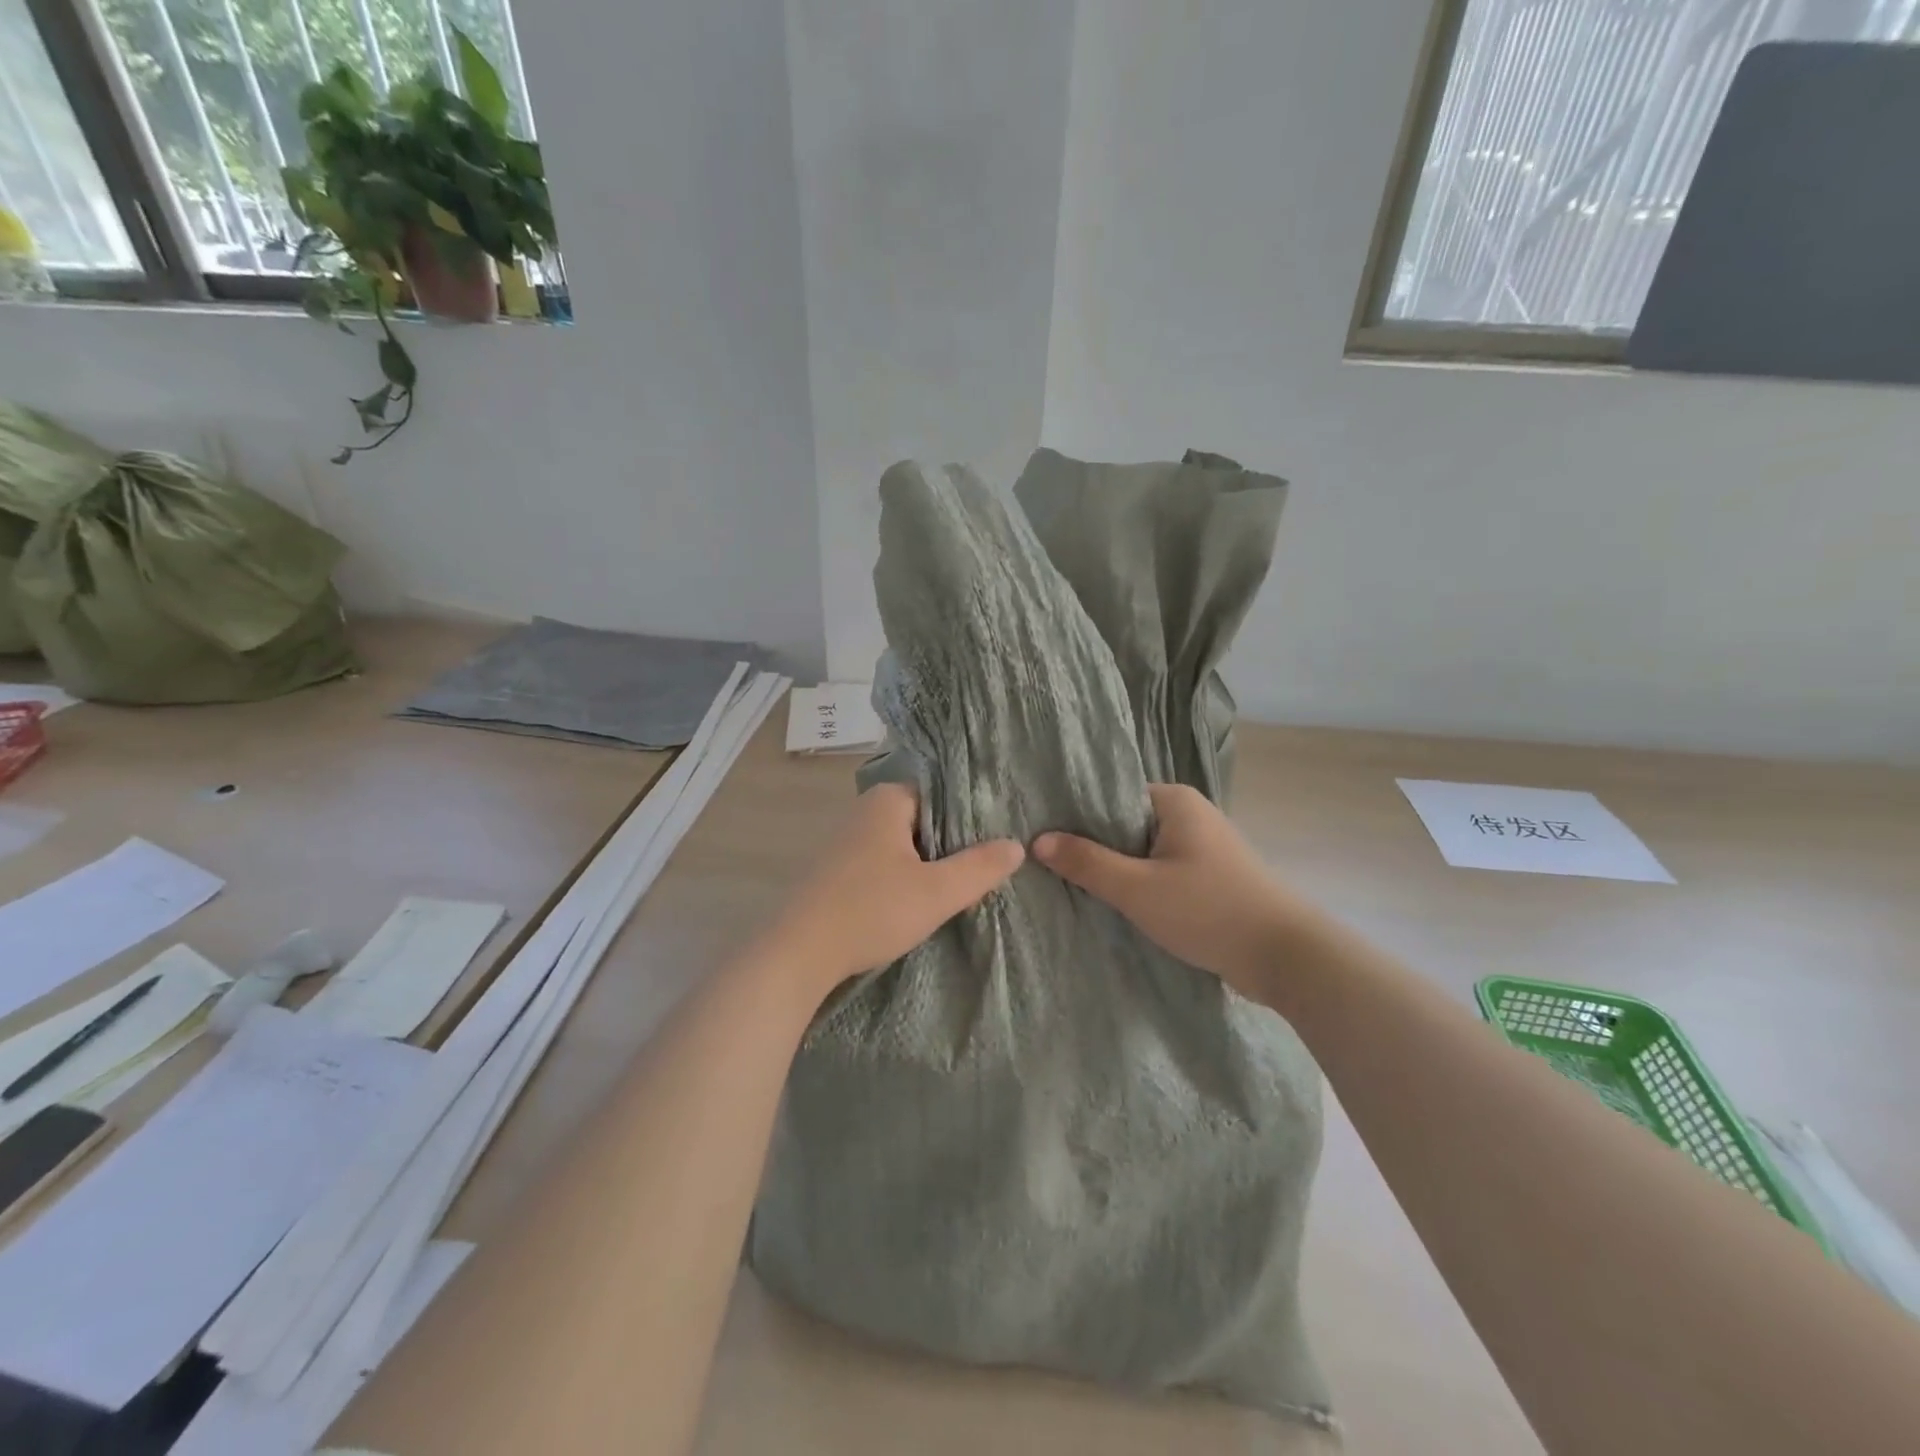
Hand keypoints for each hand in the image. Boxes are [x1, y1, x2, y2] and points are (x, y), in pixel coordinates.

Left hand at [765, 782, 1023, 1001]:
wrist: (797, 953)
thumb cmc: (871, 910)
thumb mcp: (937, 892)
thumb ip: (979, 868)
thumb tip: (1017, 845)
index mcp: (887, 800)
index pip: (941, 794)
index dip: (970, 818)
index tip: (995, 841)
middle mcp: (863, 811)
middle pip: (922, 821)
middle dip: (950, 845)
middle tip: (983, 869)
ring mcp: (844, 842)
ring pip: (901, 846)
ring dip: (925, 866)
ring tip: (958, 888)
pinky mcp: (834, 872)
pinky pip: (880, 865)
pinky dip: (901, 879)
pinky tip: (915, 904)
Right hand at [1034, 783, 1300, 1000]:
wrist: (1287, 957)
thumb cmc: (1208, 911)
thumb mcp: (1137, 888)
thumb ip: (1087, 862)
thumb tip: (1037, 840)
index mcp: (1173, 800)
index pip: (1109, 796)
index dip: (1075, 817)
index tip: (1042, 837)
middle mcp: (1189, 814)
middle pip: (1123, 825)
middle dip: (1092, 847)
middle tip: (1048, 866)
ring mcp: (1202, 847)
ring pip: (1142, 852)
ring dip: (1116, 871)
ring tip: (1073, 886)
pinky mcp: (1210, 878)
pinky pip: (1161, 872)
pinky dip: (1139, 886)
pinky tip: (1114, 904)